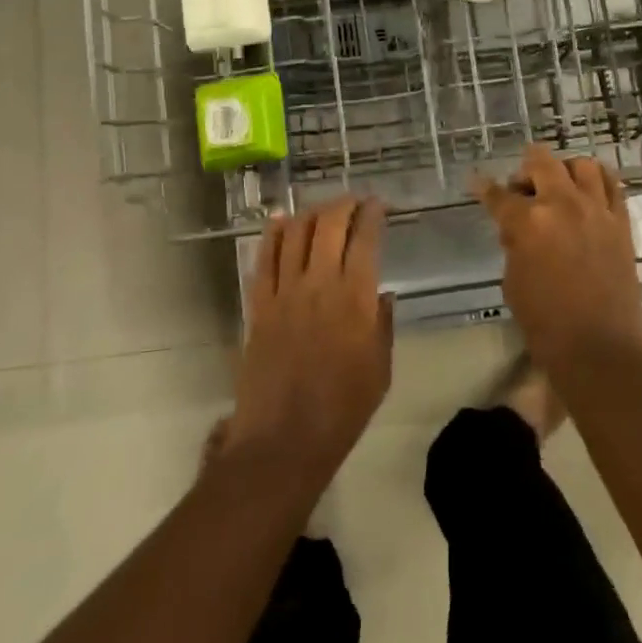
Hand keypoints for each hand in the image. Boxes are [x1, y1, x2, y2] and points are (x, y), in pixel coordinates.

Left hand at [224, 197, 392, 490]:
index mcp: (355, 298)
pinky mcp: (259, 306)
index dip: (372, 214)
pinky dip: (272, 234)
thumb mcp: (381, 369)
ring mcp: (284, 292)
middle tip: (353, 202)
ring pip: (295, 234)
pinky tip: (279, 221)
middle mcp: (319, 284)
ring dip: (310, 213)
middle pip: (328, 225)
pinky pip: (264, 259)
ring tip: (322, 209)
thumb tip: (382, 293)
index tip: (378, 204)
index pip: (364, 239)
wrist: (284, 440)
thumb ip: (383, 325)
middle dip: (343, 204)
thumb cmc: (342, 409)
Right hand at [477, 145, 641, 377]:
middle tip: (521, 186)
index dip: (484, 189)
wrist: (600, 349)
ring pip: (582, 165)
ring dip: (565, 168)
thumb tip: (518, 229)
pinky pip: (613, 185)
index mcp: (528, 222)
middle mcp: (563, 204)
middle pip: (541, 162)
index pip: (499, 195)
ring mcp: (596, 210)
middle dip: (525, 168)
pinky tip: (589, 190)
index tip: (477, 182)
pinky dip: (599, 180)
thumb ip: (514, 245)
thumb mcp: (513, 282)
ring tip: (559, 184)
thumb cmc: (546, 323)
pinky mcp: (621, 222)